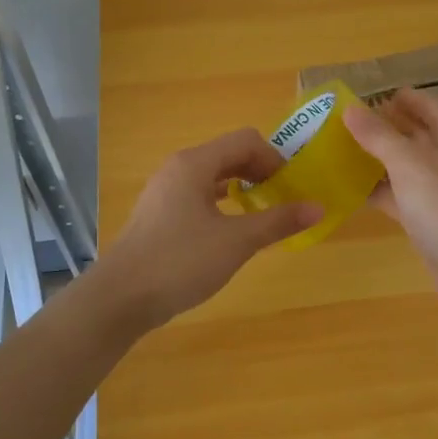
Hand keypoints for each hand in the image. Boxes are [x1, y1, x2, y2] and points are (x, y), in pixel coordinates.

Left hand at [95, 128, 324, 329]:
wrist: (119, 298)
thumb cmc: (179, 262)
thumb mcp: (236, 242)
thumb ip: (277, 221)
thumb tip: (318, 207)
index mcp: (195, 163)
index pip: (245, 140)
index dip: (274, 158)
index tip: (291, 188)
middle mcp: (178, 168)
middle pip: (228, 154)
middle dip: (259, 171)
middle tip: (282, 200)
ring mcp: (165, 190)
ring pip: (212, 176)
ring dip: (241, 187)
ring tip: (261, 213)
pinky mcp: (159, 213)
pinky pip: (198, 194)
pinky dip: (221, 202)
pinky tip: (230, 229)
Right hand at [343, 89, 437, 321]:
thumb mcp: (409, 164)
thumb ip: (378, 135)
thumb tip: (349, 107)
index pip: (418, 101)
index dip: (387, 97)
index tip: (349, 97)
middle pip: (409, 131)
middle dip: (376, 127)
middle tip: (333, 124)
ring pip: (402, 163)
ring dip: (373, 158)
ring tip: (331, 152)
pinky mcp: (430, 215)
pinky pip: (398, 192)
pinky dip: (376, 189)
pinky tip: (345, 188)